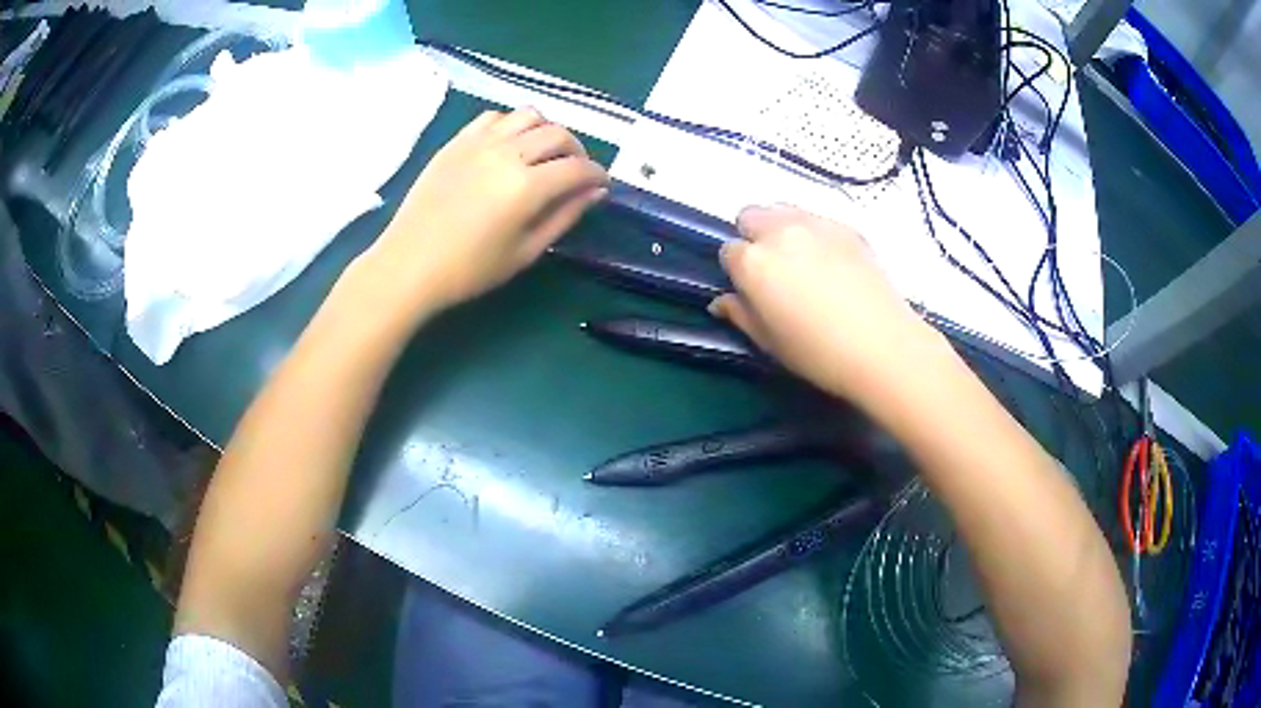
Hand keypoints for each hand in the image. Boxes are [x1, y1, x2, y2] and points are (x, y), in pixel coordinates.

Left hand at [359, 108, 608, 315]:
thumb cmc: (469, 269)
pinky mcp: (457, 141)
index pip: (577, 167)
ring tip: (543, 153)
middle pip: (558, 133)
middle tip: (575, 171)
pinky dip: (511, 125)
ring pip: (529, 116)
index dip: (597, 174)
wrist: (409, 264)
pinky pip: (494, 117)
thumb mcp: (525, 252)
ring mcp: (479, 142)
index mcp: (526, 187)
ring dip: (546, 131)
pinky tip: (508, 146)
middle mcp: (506, 153)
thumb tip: (596, 191)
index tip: (601, 184)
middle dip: (577, 150)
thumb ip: (564, 216)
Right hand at [709, 205, 944, 411]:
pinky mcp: (845, 226)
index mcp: (754, 263)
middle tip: (772, 269)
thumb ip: (740, 314)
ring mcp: (815, 224)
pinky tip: (830, 261)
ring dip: (780, 227)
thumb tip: (720, 302)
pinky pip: (816, 217)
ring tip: (800, 259)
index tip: (752, 289)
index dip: (737, 271)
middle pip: (750, 215)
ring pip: (782, 209)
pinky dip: (812, 232)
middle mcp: (779, 232)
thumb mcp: (769, 342)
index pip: (728, 251)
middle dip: (753, 237)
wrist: (882, 346)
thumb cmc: (818, 352)